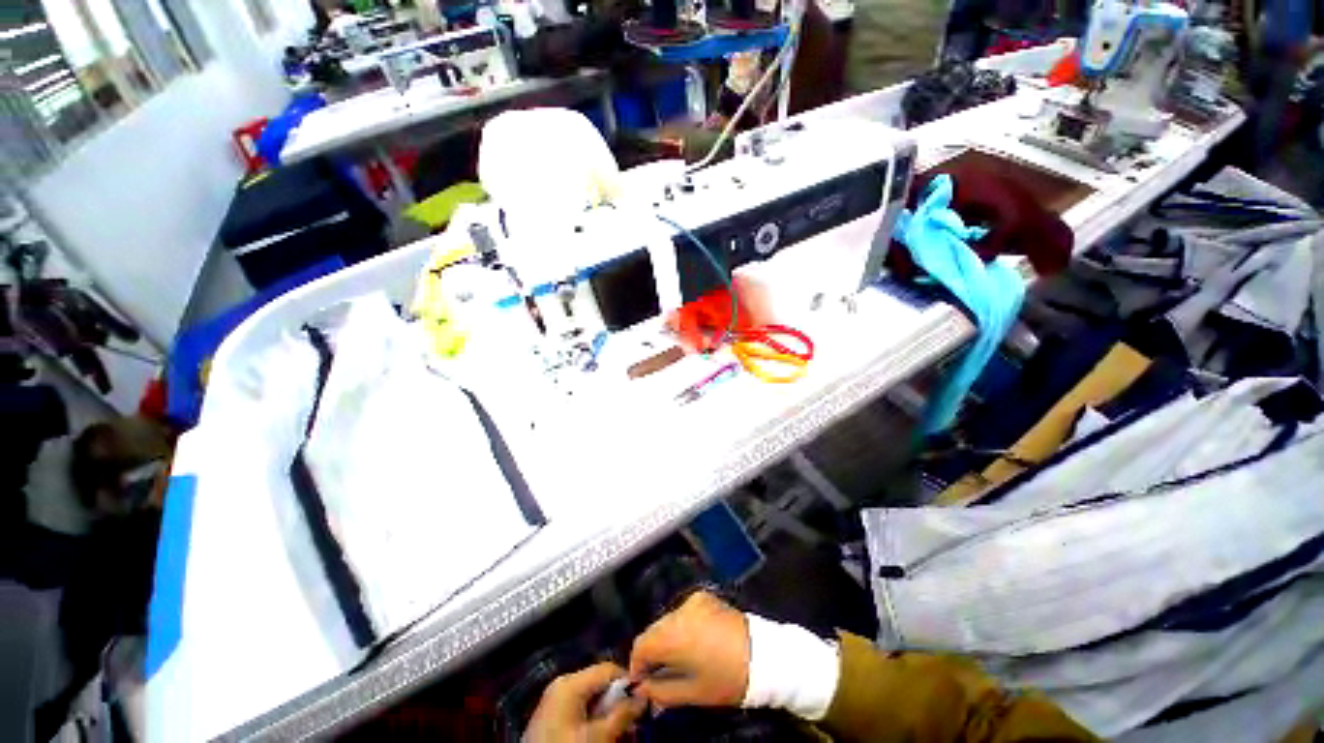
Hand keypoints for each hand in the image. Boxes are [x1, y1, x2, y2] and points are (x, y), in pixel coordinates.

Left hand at [525, 663, 644, 742]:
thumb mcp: (597, 736)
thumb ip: (621, 714)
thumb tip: (643, 696)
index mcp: (570, 682)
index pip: (609, 669)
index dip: (628, 683)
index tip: (644, 701)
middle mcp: (563, 684)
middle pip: (601, 685)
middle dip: (619, 703)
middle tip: (634, 722)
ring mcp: (556, 701)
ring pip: (593, 700)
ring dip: (609, 715)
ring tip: (623, 732)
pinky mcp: (553, 717)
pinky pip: (581, 711)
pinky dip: (595, 721)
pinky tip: (605, 735)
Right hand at [628, 591, 750, 707]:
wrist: (764, 655)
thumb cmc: (727, 678)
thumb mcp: (693, 693)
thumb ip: (661, 691)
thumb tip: (642, 689)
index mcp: (673, 634)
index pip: (641, 645)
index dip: (637, 665)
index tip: (641, 682)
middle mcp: (679, 611)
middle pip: (653, 630)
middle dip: (652, 652)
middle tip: (658, 674)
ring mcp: (693, 600)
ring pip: (667, 620)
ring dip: (666, 639)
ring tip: (677, 659)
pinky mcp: (705, 597)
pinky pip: (683, 612)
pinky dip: (681, 626)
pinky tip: (692, 642)